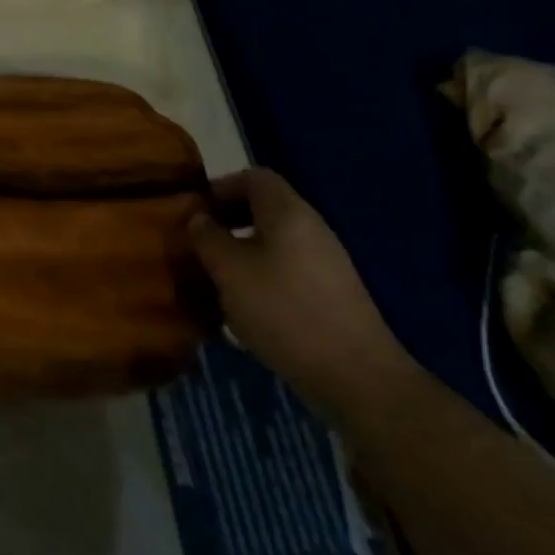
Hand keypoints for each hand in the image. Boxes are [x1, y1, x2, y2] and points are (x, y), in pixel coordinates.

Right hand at [189, 169, 417, 420]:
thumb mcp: (230, 271)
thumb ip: (208, 238)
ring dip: (244, 253)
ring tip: (219, 279)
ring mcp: (327, 264)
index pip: (254, 177)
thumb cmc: (284, 310)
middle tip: (202, 244)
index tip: (197, 209)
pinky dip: (264, 278)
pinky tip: (248, 309)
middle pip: (265, 209)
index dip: (222, 186)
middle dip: (230, 222)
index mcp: (288, 212)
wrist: (357, 378)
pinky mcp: (333, 296)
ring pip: (276, 243)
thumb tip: (199, 218)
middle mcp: (312, 229)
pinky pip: (289, 270)